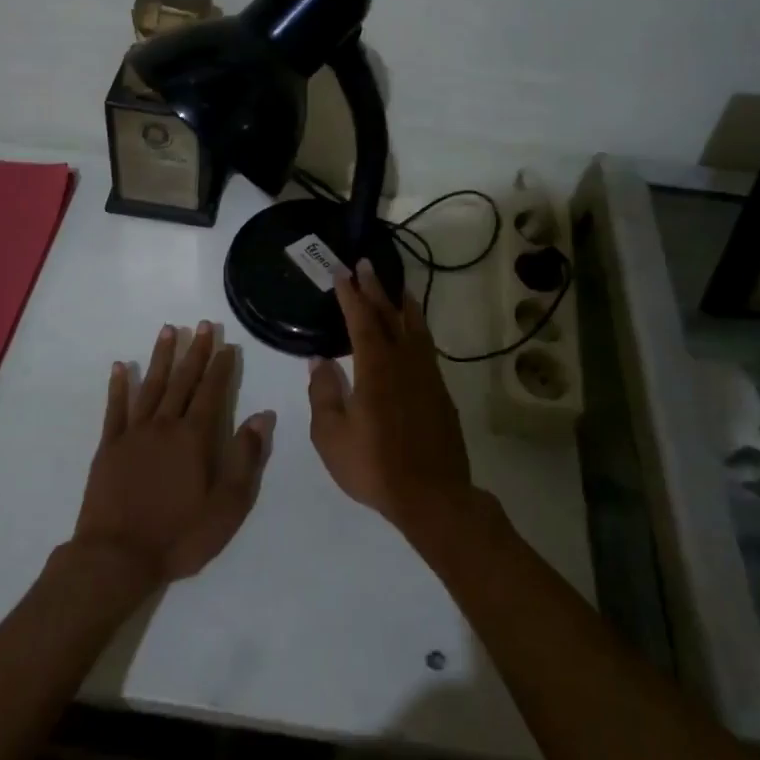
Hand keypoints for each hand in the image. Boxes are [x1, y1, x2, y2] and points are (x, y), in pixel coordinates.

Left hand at [72, 322, 273, 586]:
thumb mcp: (226, 506)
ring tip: (168, 330)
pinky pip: (115, 408)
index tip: (227, 344)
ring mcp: (133, 434)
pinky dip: (119, 386)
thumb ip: (245, 458)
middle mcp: (164, 426)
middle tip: (202, 325)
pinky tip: (121, 366)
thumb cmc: (179, 536)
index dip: (220, 367)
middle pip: (182, 380)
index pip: (212, 392)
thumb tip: (262, 417)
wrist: (116, 557)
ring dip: (161, 357)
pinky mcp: (108, 447)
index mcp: (194, 438)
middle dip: (194, 352)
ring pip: (150, 386)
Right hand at [307, 260, 472, 535]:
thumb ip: (324, 393)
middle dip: (375, 288)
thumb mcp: (331, 435)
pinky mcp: (440, 391)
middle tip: (365, 264)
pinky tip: (412, 332)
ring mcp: (427, 375)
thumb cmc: (374, 466)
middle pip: (390, 314)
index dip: (350, 294)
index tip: (341, 272)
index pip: (361, 319)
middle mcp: (404, 362)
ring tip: (395, 286)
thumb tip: (319, 360)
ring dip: (401, 303)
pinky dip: (416, 328)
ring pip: (415, 327)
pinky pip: (426, 346)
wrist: (433, 495)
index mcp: (376, 368)